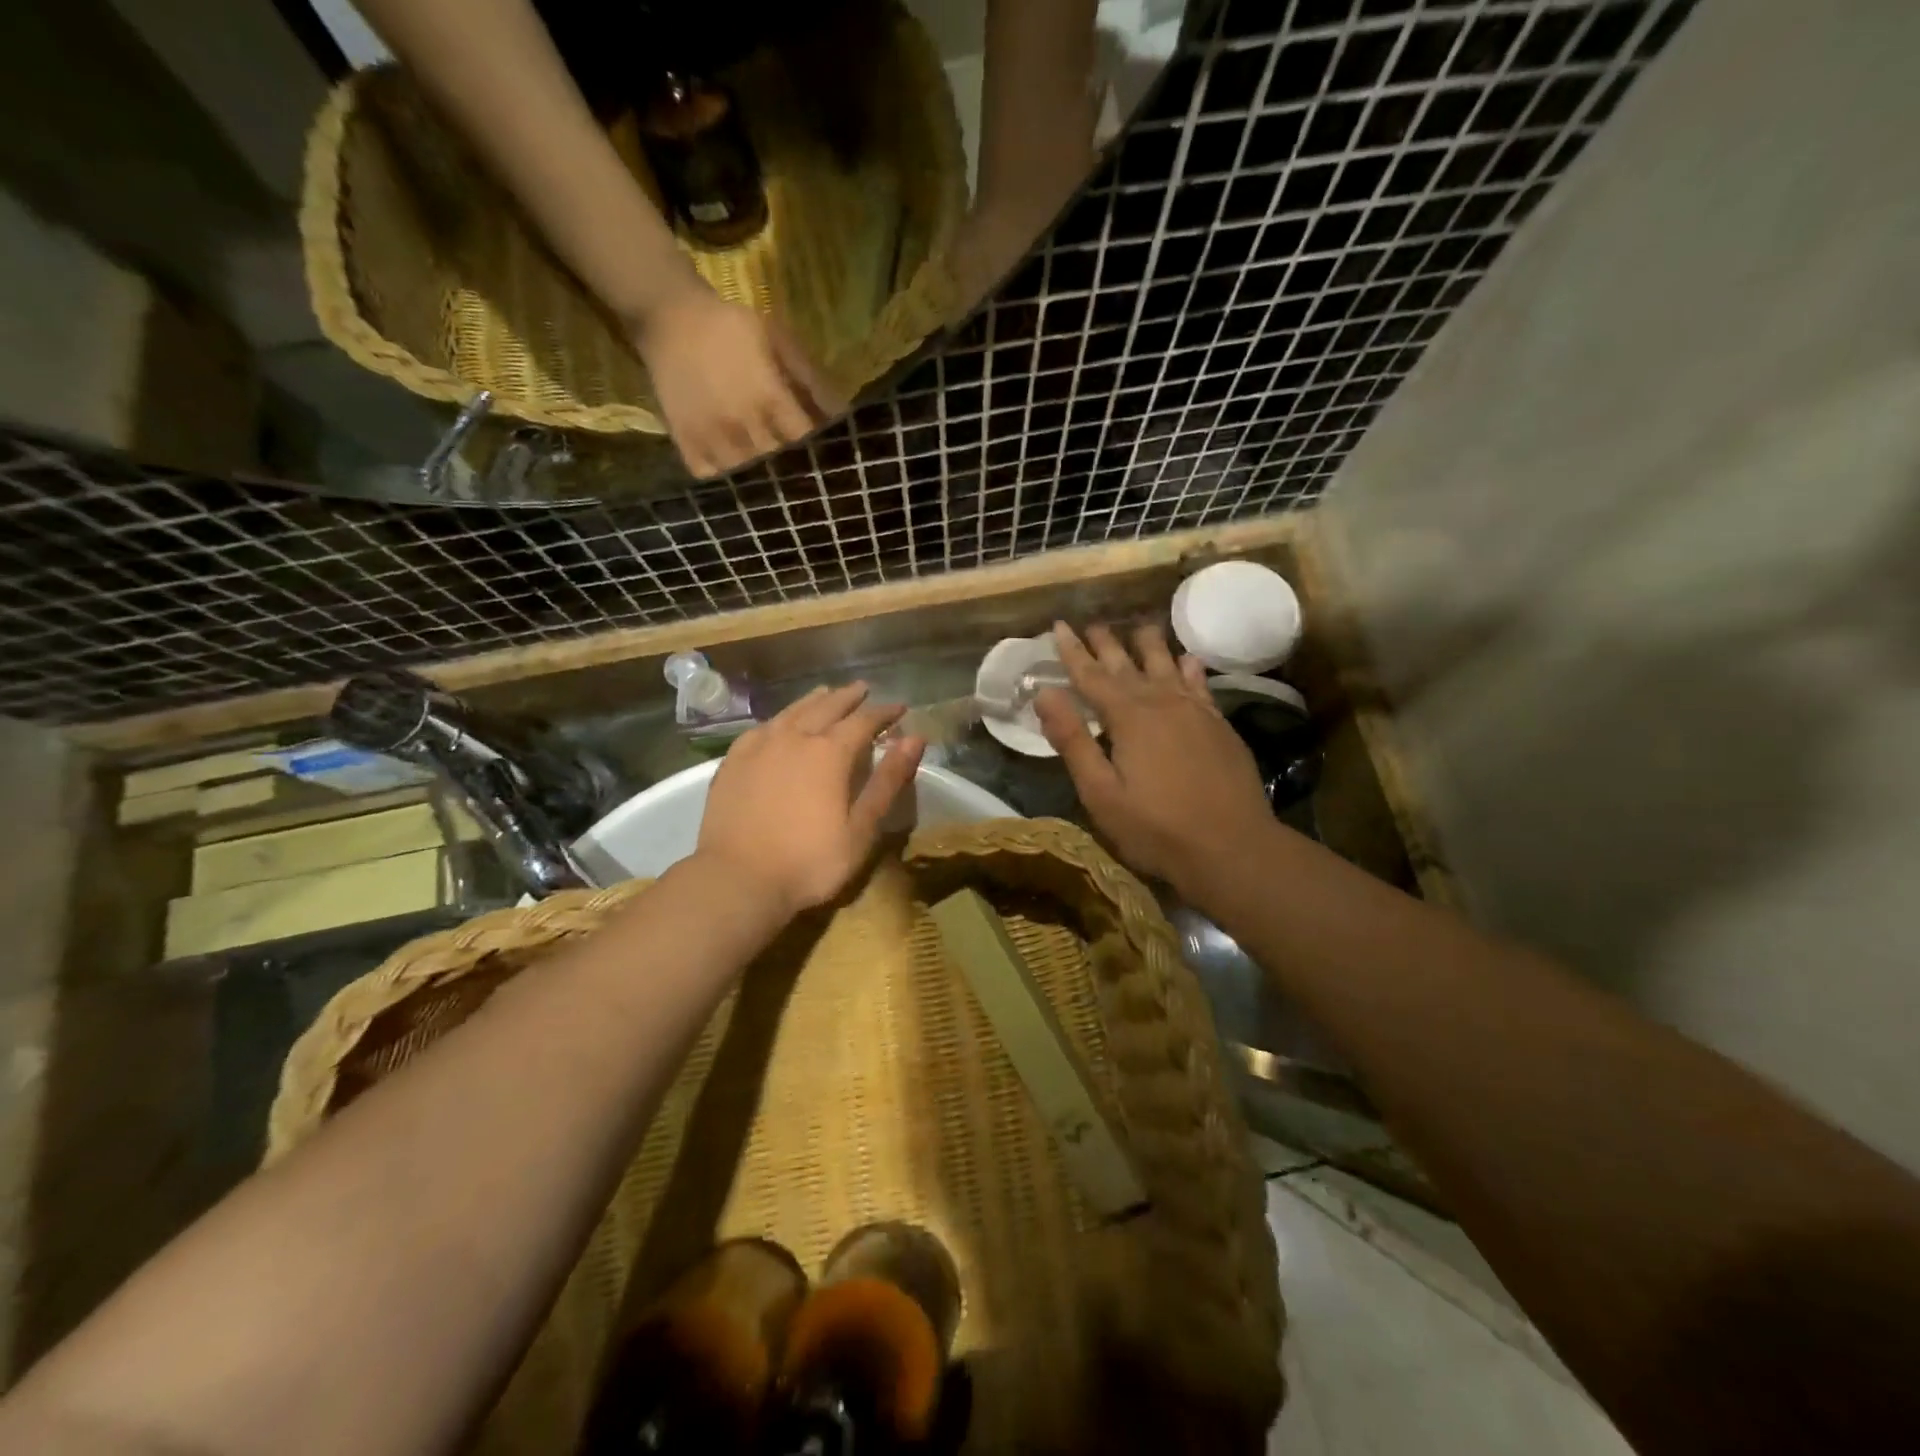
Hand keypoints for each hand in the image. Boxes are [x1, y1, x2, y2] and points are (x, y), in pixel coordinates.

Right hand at [630, 277, 845, 478]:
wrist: (668, 315)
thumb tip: (844, 417)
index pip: (805, 442)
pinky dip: (727, 479)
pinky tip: (738, 472)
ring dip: (763, 480)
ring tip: (775, 481)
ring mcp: (711, 437)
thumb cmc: (732, 327)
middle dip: (795, 472)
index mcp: (769, 398)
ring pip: (748, 479)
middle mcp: (742, 424)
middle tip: (804, 476)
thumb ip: (812, 380)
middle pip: (779, 468)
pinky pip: (713, 477)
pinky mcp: (686, 442)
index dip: (819, 452)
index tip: (828, 457)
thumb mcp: (780, 341)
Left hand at [696, 682, 924, 921]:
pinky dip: (780, 719)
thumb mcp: (861, 828)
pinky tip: (779, 723)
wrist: (737, 880)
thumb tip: (914, 739)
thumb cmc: (809, 861)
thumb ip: (888, 781)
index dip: (884, 713)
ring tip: (825, 693)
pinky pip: (762, 728)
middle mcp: (794, 738)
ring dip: (814, 700)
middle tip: (863, 688)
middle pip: (826, 707)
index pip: (864, 721)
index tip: (900, 708)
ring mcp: (759, 747)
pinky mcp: (733, 762)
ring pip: (791, 712)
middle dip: (848, 697)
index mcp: (829, 753)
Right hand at [1035, 622, 1273, 895]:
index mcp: (1128, 718)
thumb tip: (1045, 693)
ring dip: (1150, 646)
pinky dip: (1189, 669)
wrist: (1232, 848)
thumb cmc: (1155, 828)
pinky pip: (1200, 685)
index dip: (1072, 651)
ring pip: (1167, 667)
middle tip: (1092, 622)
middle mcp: (1162, 703)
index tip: (1058, 625)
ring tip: (1139, 626)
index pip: (1091, 676)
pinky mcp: (1219, 727)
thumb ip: (1073, 740)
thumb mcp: (1101, 792)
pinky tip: (1187, 660)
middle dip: (1106, 643)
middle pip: (1128, 665)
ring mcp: (1196, 713)